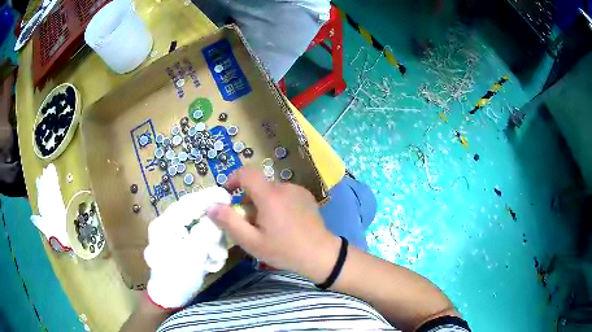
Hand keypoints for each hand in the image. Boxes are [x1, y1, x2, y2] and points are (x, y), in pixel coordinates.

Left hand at [144, 186, 230, 309]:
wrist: (170, 297)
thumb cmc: (175, 277)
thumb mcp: (191, 256)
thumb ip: (205, 232)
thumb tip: (219, 212)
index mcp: (165, 224)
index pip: (187, 204)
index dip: (206, 198)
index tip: (226, 196)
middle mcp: (170, 226)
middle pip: (196, 216)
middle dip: (212, 229)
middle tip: (224, 238)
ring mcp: (178, 236)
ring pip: (202, 228)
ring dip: (212, 243)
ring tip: (213, 258)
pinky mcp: (186, 244)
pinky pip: (202, 239)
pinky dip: (209, 250)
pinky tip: (209, 263)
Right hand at [207, 166, 340, 282]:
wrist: (321, 255)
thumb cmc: (284, 250)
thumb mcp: (252, 242)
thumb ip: (229, 222)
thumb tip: (211, 206)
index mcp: (270, 196)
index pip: (246, 173)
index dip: (233, 179)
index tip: (227, 194)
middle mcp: (284, 187)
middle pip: (258, 186)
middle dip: (248, 201)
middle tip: (249, 224)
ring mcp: (298, 191)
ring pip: (271, 191)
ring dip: (263, 204)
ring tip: (268, 227)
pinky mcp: (306, 197)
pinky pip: (284, 195)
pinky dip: (277, 204)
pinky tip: (284, 224)